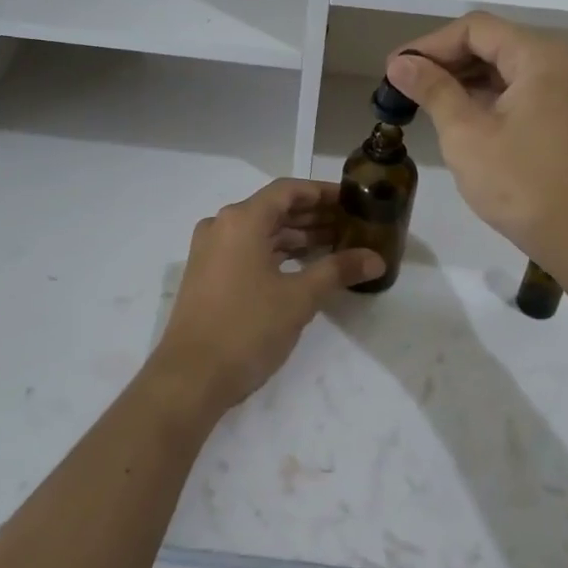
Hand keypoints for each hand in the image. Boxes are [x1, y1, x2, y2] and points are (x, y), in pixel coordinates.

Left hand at [150, 179, 384, 414]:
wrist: (190, 378)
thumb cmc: (247, 328)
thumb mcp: (299, 297)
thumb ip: (338, 270)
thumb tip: (377, 259)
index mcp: (241, 220)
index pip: (288, 190)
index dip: (323, 192)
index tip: (354, 199)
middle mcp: (222, 226)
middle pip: (275, 209)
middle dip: (314, 216)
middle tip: (354, 225)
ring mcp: (211, 251)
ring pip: (262, 232)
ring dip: (298, 237)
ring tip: (338, 245)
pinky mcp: (208, 275)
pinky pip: (249, 251)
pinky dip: (278, 254)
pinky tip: (306, 266)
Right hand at [386, 14, 567, 275]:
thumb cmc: (520, 184)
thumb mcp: (466, 134)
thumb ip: (433, 90)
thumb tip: (399, 62)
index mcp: (541, 57)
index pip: (476, 29)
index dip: (430, 44)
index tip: (396, 70)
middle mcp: (560, 62)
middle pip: (492, 43)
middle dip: (445, 61)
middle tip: (403, 87)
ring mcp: (566, 89)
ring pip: (504, 67)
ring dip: (462, 79)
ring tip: (422, 101)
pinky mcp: (564, 115)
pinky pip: (518, 90)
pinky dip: (485, 97)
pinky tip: (455, 116)